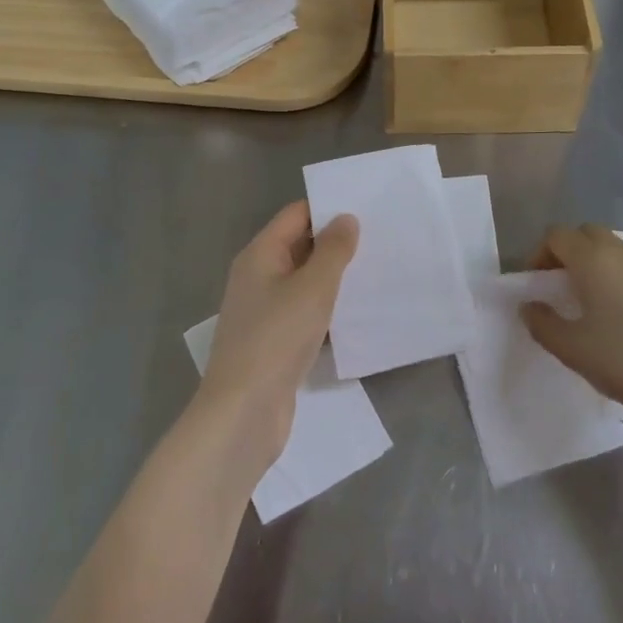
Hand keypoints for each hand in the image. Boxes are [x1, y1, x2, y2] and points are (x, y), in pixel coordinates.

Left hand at [195, 202, 358, 467]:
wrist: (243, 413)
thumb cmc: (276, 339)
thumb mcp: (313, 288)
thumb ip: (333, 251)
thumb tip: (346, 218)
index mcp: (260, 255)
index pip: (296, 215)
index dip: (328, 209)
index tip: (366, 209)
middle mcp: (257, 277)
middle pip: (299, 246)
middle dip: (335, 243)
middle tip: (380, 238)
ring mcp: (264, 311)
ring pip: (304, 282)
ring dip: (334, 278)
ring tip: (376, 271)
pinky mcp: (273, 342)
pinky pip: (304, 312)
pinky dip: (326, 309)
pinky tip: (356, 314)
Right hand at [523, 224, 622, 433]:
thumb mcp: (574, 350)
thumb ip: (542, 324)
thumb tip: (529, 306)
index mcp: (594, 260)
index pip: (556, 235)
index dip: (539, 255)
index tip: (538, 285)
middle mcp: (621, 251)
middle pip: (585, 233)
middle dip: (567, 253)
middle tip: (560, 288)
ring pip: (612, 247)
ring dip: (594, 262)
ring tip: (591, 302)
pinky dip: (618, 274)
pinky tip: (622, 312)